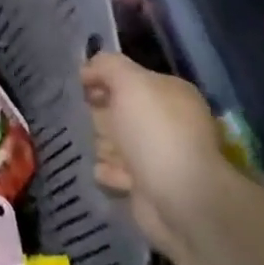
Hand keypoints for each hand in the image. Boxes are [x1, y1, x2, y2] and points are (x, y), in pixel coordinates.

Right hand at [82, 51, 224, 253]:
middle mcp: (168, 122)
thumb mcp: (129, 82)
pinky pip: (117, 171)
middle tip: (91, 119)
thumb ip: (107, 66)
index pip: (130, 79)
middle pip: (120, 110)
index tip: (82, 87)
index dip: (103, 80)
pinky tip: (106, 171)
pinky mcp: (148, 186)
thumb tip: (89, 68)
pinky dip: (109, 171)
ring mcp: (159, 155)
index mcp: (170, 93)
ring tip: (104, 149)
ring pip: (116, 141)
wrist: (180, 199)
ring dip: (104, 144)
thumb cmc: (155, 132)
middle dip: (101, 114)